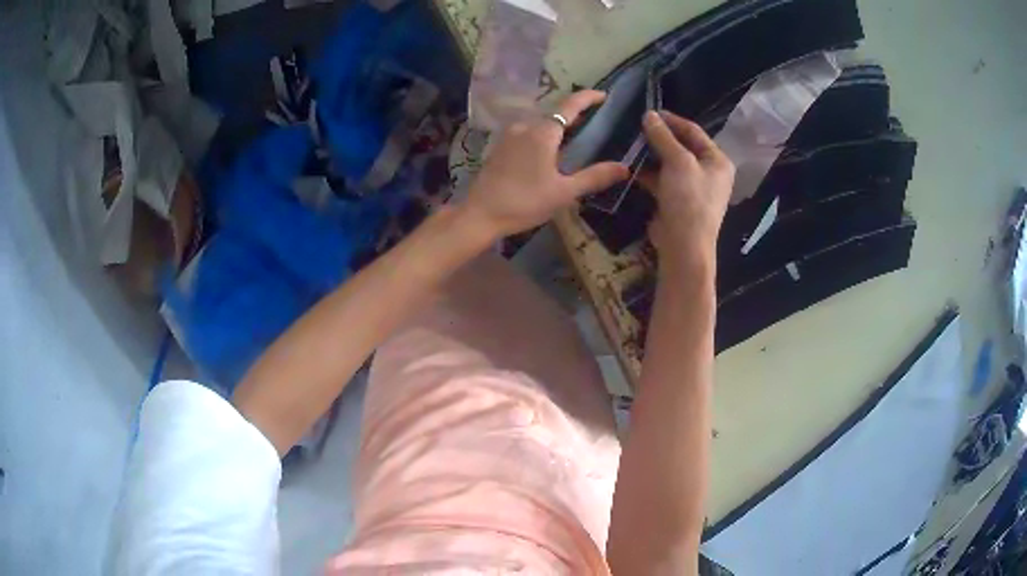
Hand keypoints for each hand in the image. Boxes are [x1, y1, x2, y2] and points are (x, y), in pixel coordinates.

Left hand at [461, 90, 629, 238]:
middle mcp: (524, 127)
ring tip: (575, 138)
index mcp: (542, 132)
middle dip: (575, 115)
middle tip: (594, 122)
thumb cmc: (524, 202)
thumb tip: (624, 168)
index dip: (588, 98)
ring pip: (539, 124)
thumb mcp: (563, 192)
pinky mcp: (499, 147)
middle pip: (554, 114)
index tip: (603, 95)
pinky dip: (543, 135)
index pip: (570, 105)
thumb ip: (594, 177)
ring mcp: (509, 136)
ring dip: (558, 127)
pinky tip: (549, 152)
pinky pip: (527, 133)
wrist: (480, 214)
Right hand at [639, 111, 734, 263]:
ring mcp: (693, 188)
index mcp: (717, 161)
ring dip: (652, 155)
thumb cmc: (689, 199)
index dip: (672, 120)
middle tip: (637, 127)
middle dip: (660, 137)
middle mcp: (709, 172)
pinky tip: (631, 166)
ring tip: (631, 143)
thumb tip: (649, 115)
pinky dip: (649, 173)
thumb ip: (663, 137)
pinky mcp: (677, 201)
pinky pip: (663, 180)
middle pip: (682, 147)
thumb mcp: (678, 162)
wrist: (684, 245)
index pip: (694, 132)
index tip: (649, 112)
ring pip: (670, 163)